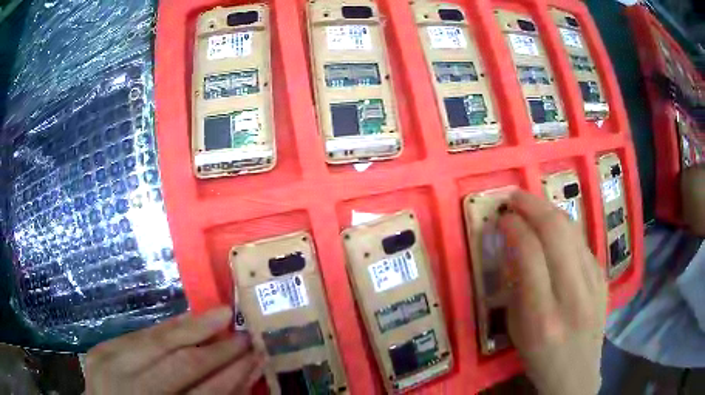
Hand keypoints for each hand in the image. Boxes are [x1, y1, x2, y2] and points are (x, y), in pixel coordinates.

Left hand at [85, 306, 264, 393]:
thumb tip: (245, 373)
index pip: (205, 393)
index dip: (234, 374)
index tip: (256, 355)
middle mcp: (130, 388)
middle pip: (181, 362)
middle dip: (217, 347)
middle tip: (243, 331)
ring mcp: (110, 364)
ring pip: (157, 339)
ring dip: (192, 327)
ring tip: (220, 314)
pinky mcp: (101, 349)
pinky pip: (139, 334)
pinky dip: (165, 328)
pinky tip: (185, 321)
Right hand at [498, 191, 607, 394]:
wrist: (577, 372)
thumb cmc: (539, 357)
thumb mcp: (516, 329)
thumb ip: (514, 285)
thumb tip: (511, 244)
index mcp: (542, 316)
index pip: (529, 253)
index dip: (513, 226)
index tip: (501, 218)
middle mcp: (572, 295)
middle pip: (555, 231)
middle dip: (532, 206)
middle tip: (514, 198)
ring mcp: (594, 283)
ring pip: (572, 230)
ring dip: (548, 209)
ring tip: (531, 204)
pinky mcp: (603, 277)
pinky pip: (582, 242)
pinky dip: (563, 228)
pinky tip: (552, 228)